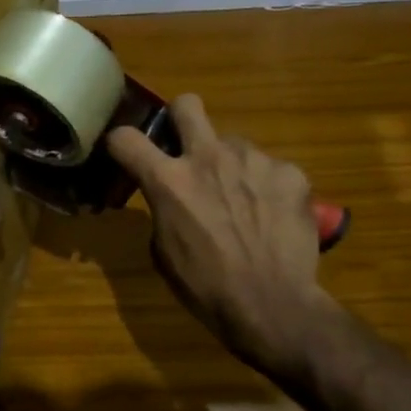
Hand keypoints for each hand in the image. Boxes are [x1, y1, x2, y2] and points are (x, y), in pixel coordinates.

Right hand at [107, 94, 330, 381]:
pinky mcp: (290, 172)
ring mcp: (253, 160)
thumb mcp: (164, 251)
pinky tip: (273, 217)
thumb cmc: (206, 287)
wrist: (272, 305)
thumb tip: (171, 197)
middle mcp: (209, 157)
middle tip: (188, 148)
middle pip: (187, 105)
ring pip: (235, 144)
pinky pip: (271, 169)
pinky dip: (268, 187)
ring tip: (245, 205)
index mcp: (169, 181)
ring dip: (232, 166)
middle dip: (181, 119)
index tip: (127, 153)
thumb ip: (163, 209)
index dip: (120, 143)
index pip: (125, 138)